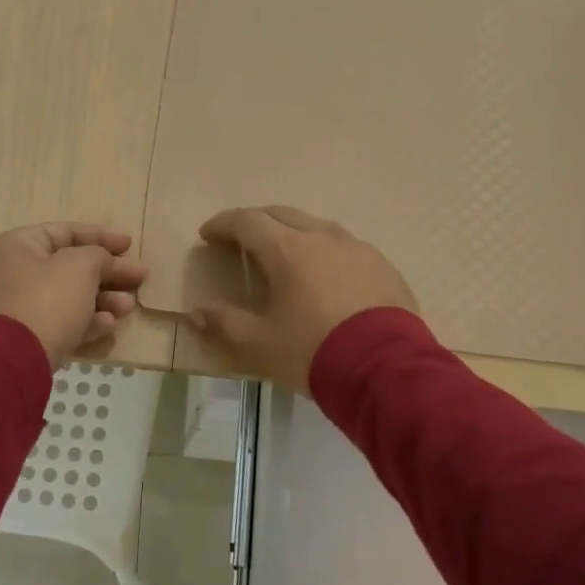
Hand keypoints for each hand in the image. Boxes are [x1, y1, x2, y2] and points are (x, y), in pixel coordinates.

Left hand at [0, 223, 148, 365]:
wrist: (13, 359)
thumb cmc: (46, 299)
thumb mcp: (80, 266)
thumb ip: (99, 256)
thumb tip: (105, 262)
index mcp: (19, 246)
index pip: (65, 232)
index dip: (100, 235)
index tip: (130, 244)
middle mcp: (14, 274)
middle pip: (70, 266)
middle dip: (108, 272)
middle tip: (140, 277)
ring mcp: (20, 309)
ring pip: (70, 297)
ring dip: (104, 299)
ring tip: (129, 306)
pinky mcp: (28, 339)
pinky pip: (63, 323)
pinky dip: (88, 321)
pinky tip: (110, 325)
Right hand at [188, 206, 416, 389]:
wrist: (385, 370)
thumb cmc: (313, 352)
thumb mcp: (260, 344)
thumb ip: (225, 323)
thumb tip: (198, 311)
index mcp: (288, 250)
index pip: (247, 222)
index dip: (223, 224)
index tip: (207, 234)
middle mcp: (322, 238)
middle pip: (281, 214)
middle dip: (256, 221)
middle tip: (240, 238)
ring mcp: (357, 248)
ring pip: (316, 226)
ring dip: (292, 232)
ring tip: (283, 253)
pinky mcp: (383, 265)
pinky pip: (345, 246)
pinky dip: (324, 251)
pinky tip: (325, 273)